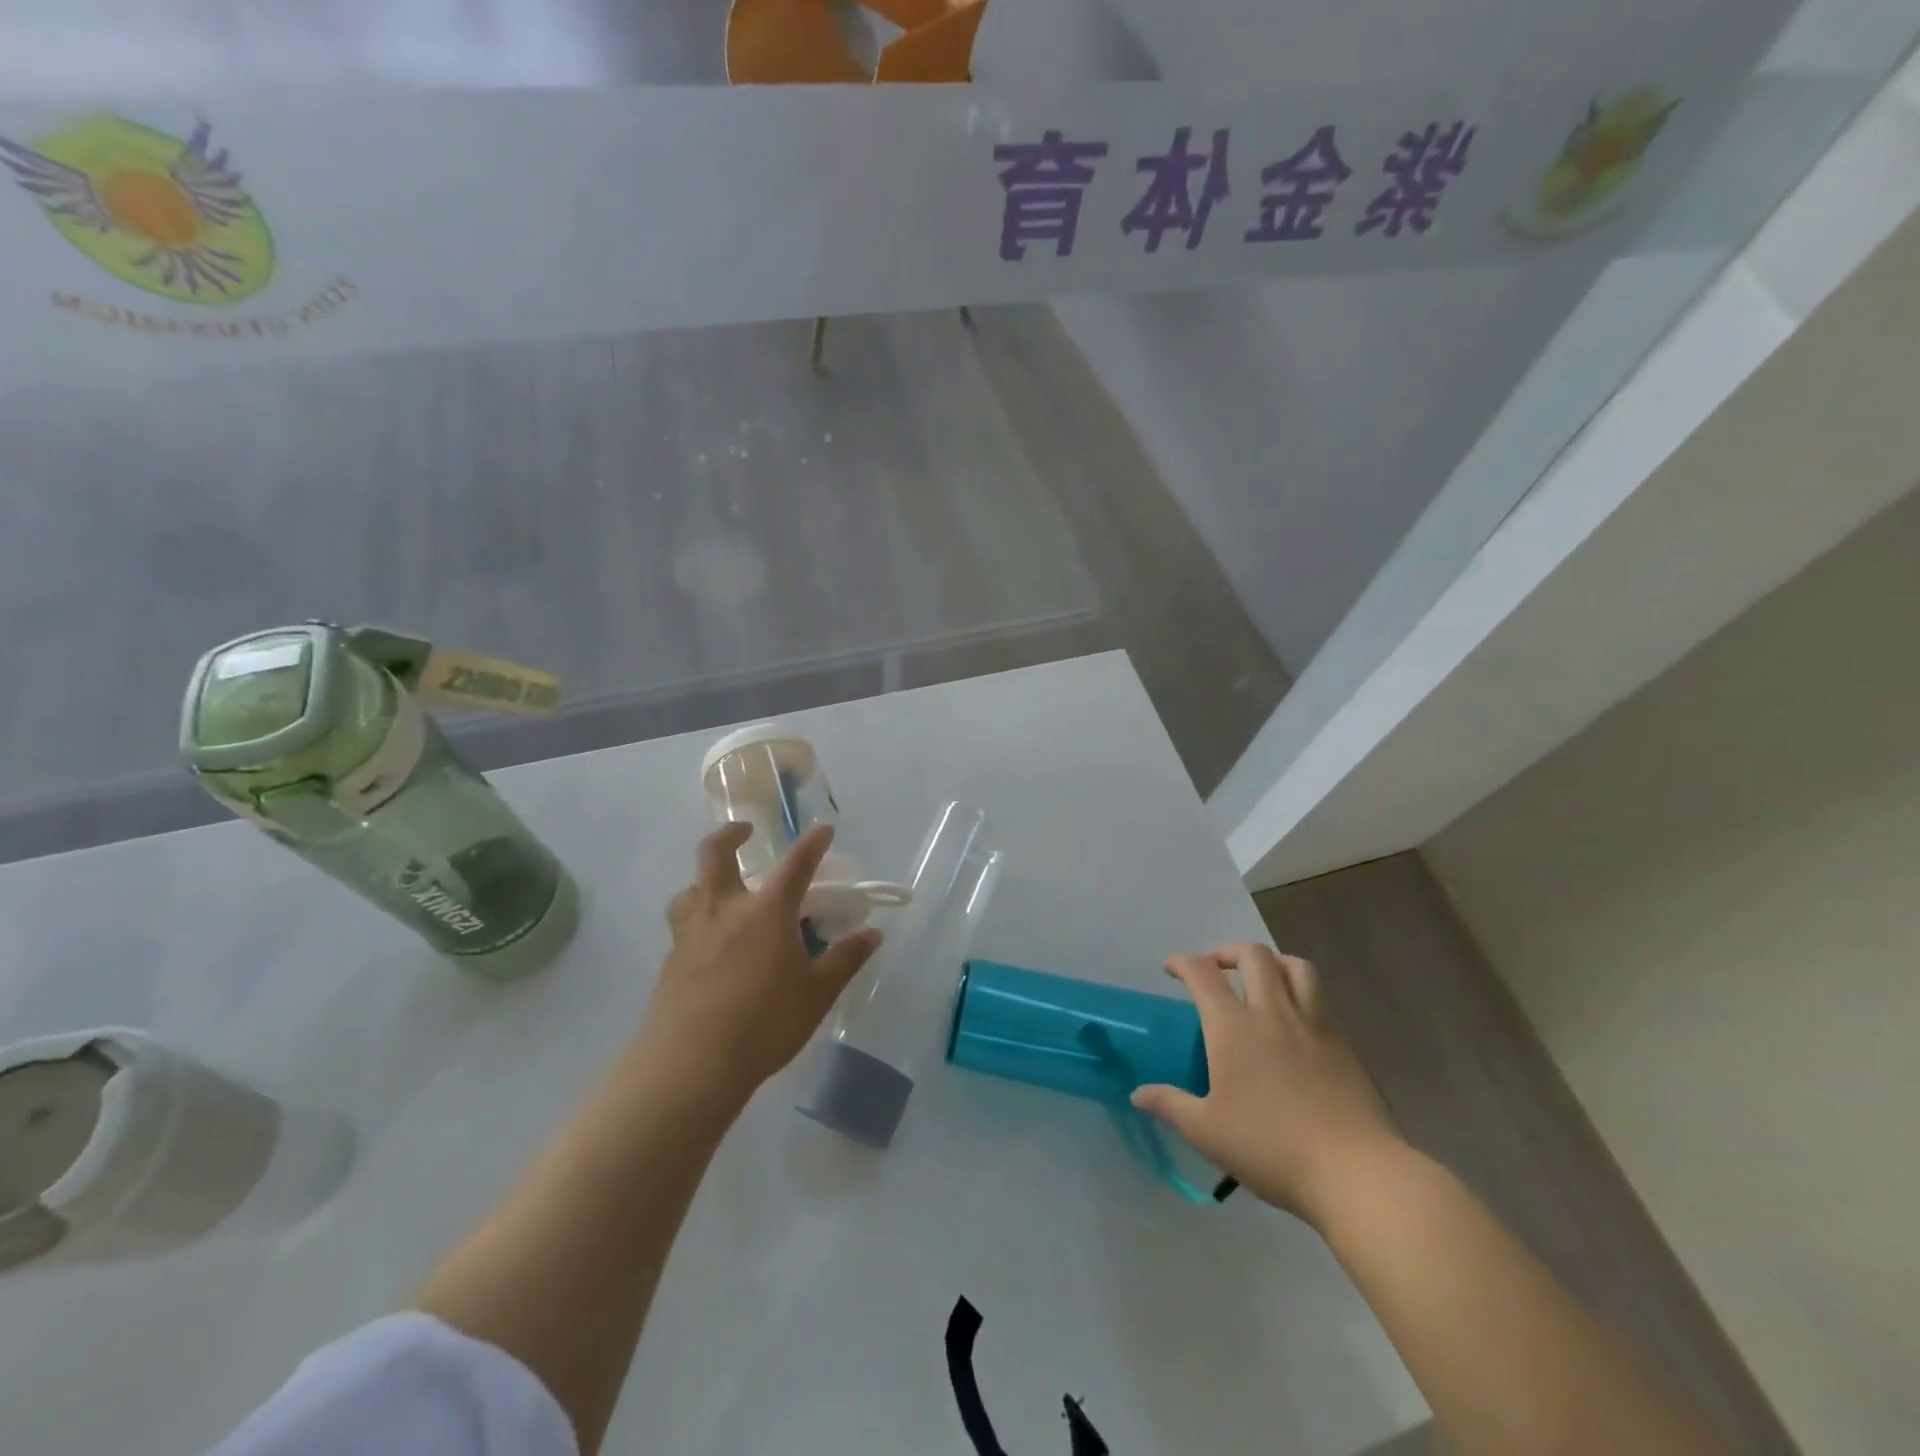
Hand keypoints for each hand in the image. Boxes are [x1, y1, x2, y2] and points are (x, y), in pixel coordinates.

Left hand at [642, 823, 881, 1103]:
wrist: (692, 1065)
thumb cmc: (765, 1023)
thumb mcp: (817, 993)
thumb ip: (846, 959)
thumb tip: (873, 933)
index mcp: (766, 911)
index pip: (795, 864)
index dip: (812, 844)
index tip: (824, 830)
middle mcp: (724, 910)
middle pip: (716, 855)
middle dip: (730, 835)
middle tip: (744, 833)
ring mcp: (691, 934)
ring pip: (689, 890)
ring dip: (704, 882)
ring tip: (718, 894)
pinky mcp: (670, 962)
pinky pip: (682, 928)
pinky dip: (696, 923)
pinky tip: (708, 948)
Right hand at [1131, 944, 1402, 1226]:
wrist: (1355, 1172)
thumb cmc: (1271, 1148)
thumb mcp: (1207, 1132)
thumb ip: (1170, 1105)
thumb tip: (1137, 1094)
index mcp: (1233, 1028)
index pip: (1203, 974)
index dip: (1183, 962)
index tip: (1171, 969)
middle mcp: (1272, 1013)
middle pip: (1253, 955)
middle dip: (1228, 951)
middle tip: (1215, 967)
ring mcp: (1312, 1025)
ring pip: (1295, 966)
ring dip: (1272, 961)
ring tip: (1261, 977)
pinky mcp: (1342, 1044)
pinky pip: (1319, 997)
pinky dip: (1300, 989)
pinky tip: (1293, 1019)